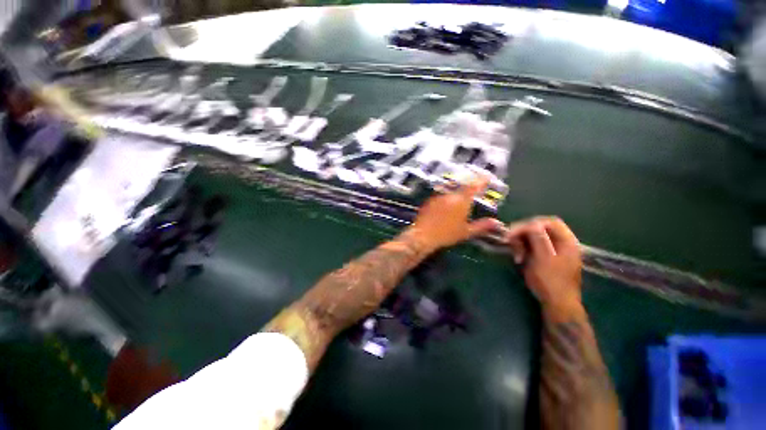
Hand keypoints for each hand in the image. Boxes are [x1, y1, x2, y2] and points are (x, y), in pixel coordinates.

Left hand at [407, 176, 501, 253]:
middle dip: (469, 186)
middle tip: (474, 189)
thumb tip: (496, 223)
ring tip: (460, 199)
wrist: (423, 235)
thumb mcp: (466, 232)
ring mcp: (438, 197)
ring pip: (450, 190)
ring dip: (457, 192)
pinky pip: (441, 196)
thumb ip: (482, 226)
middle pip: (462, 186)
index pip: (474, 186)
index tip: (487, 177)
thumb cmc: (447, 234)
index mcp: (462, 200)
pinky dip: (446, 198)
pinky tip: (446, 206)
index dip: (482, 180)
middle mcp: (450, 195)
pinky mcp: (429, 201)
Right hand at [504, 217, 582, 319]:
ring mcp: (554, 251)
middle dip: (523, 233)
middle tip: (509, 241)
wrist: (557, 304)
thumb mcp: (543, 259)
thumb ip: (539, 239)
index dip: (530, 223)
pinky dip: (524, 250)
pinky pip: (532, 247)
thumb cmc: (550, 281)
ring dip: (521, 243)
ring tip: (516, 254)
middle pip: (540, 228)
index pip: (549, 222)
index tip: (514, 231)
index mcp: (567, 241)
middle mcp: (562, 243)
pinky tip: (519, 259)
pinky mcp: (546, 258)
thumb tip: (532, 223)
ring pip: (534, 237)